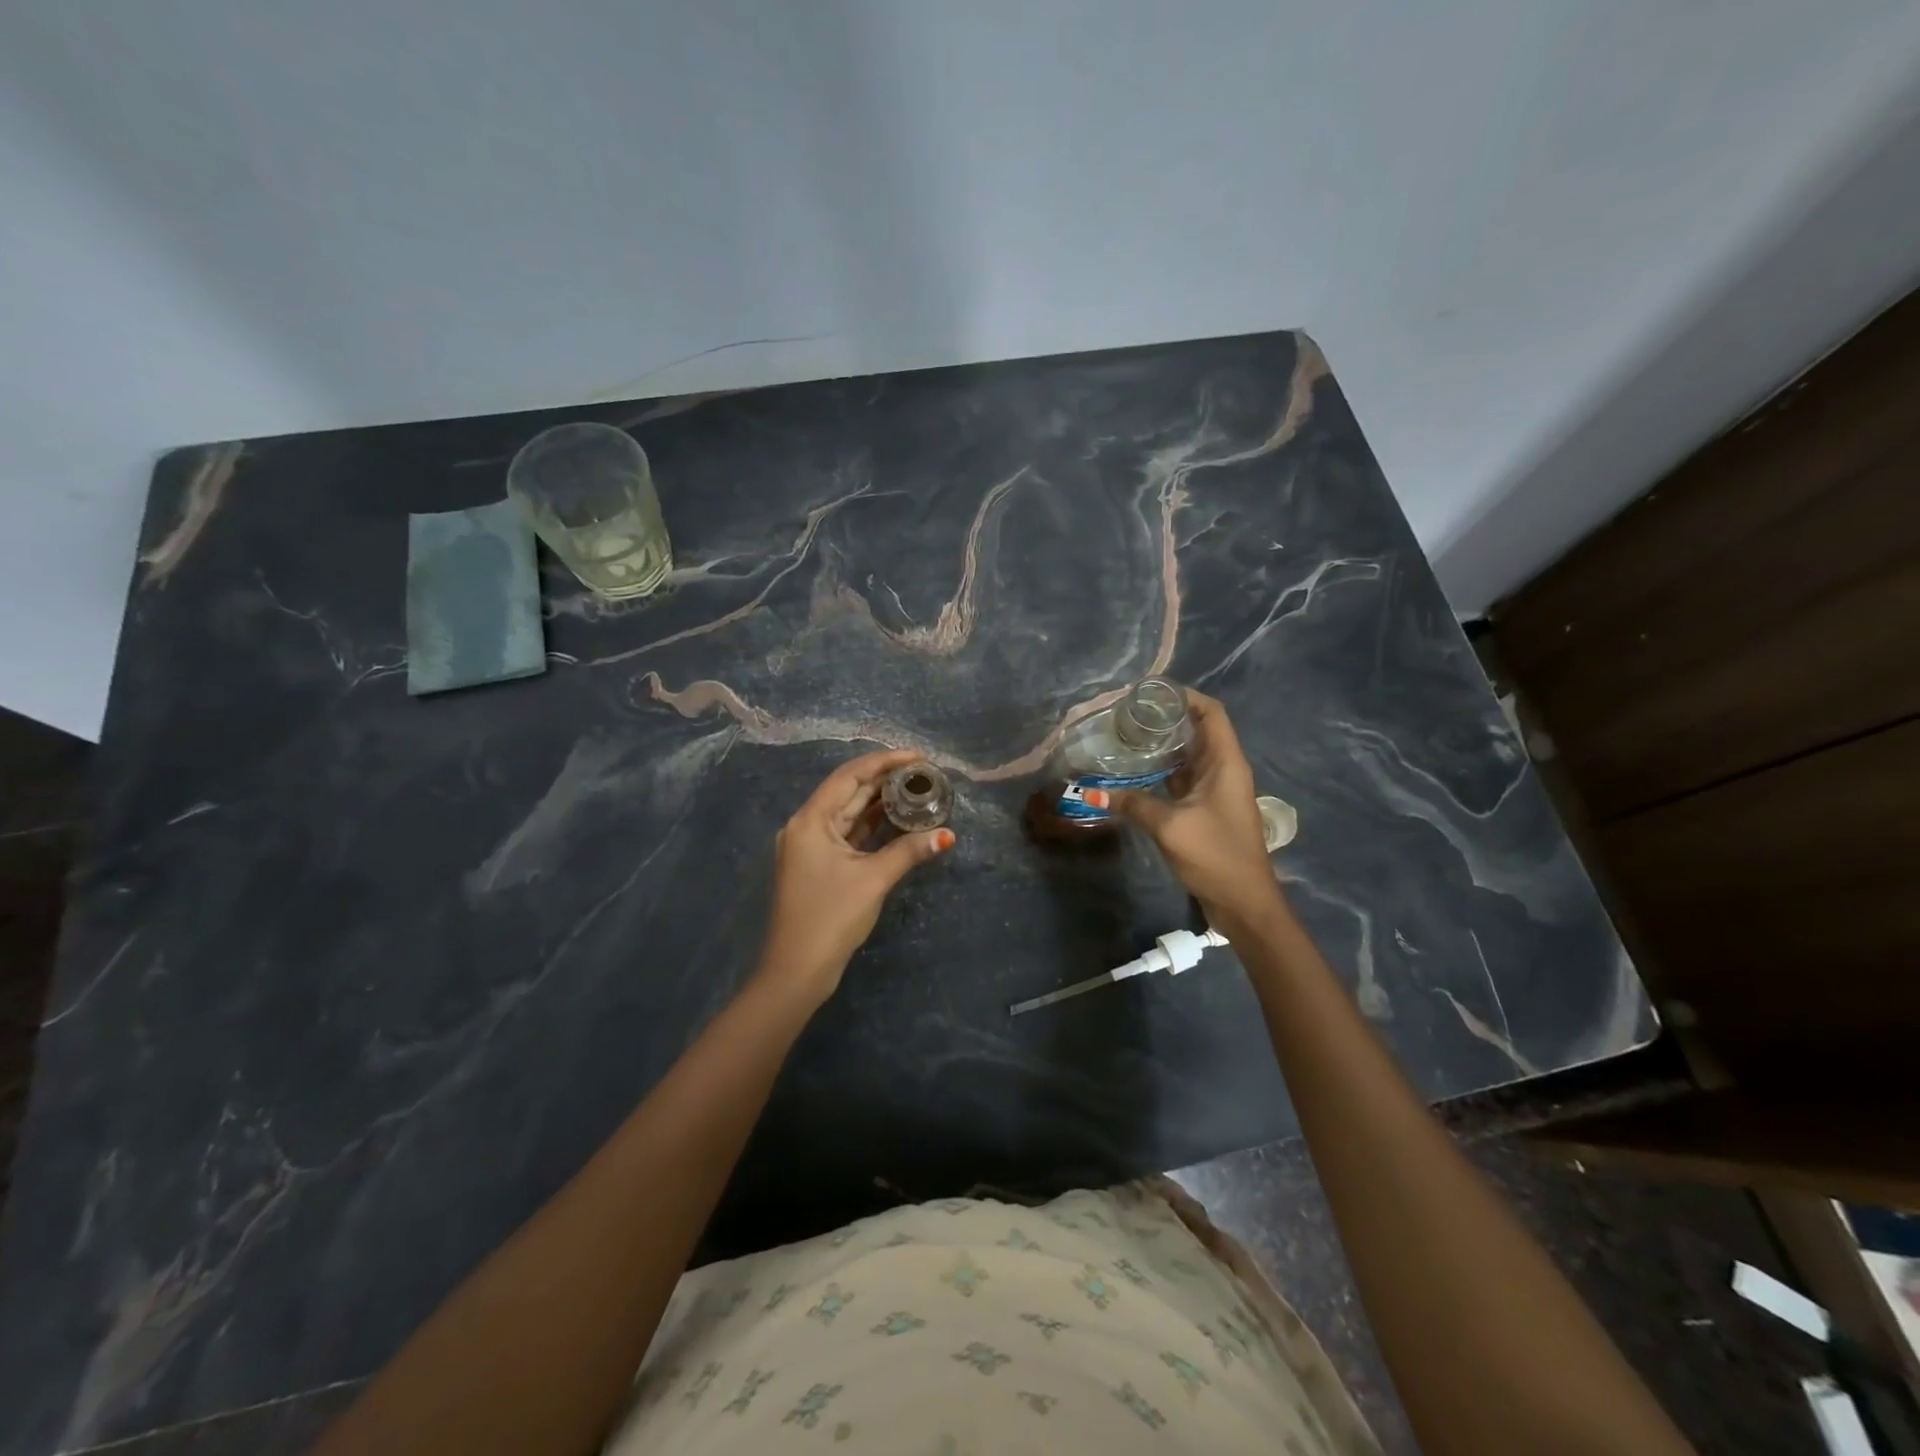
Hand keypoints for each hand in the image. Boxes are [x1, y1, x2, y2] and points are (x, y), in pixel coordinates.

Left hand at [760, 749, 954, 1001]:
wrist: (797, 970)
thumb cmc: (831, 917)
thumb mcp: (873, 879)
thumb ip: (910, 851)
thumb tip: (948, 835)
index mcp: (811, 820)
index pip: (850, 777)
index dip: (884, 762)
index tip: (917, 756)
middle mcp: (806, 826)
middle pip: (849, 792)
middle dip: (885, 780)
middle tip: (923, 773)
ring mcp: (810, 847)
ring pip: (850, 814)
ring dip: (880, 802)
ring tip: (916, 790)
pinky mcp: (818, 865)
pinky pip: (848, 835)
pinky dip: (872, 827)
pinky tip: (899, 819)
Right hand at [1103, 690, 1280, 925]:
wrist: (1244, 903)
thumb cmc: (1216, 855)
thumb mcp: (1170, 826)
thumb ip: (1133, 804)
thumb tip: (1091, 791)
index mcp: (1226, 763)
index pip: (1211, 713)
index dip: (1186, 696)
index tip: (1151, 692)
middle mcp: (1223, 770)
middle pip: (1198, 730)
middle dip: (1166, 719)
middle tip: (1127, 714)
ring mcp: (1215, 791)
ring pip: (1188, 756)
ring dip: (1161, 746)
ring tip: (1125, 737)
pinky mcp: (1205, 810)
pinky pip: (1182, 779)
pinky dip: (1161, 772)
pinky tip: (1134, 773)